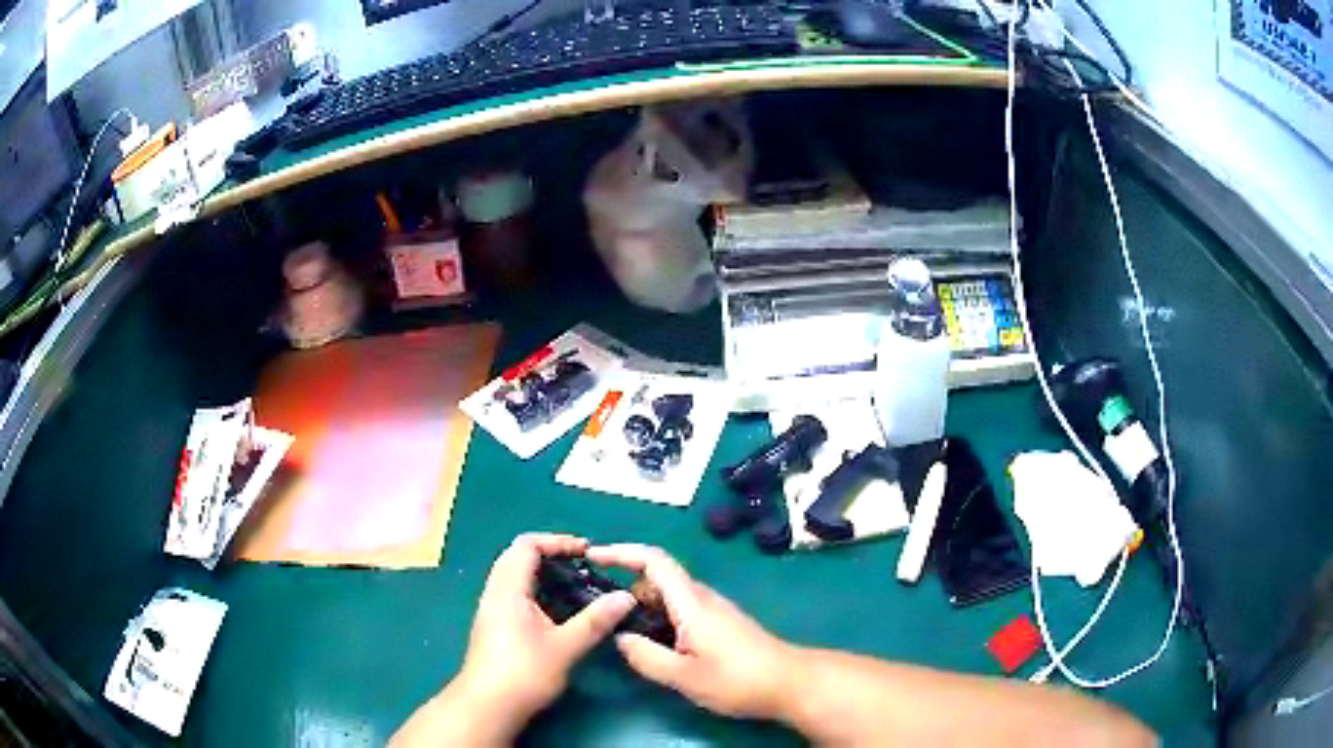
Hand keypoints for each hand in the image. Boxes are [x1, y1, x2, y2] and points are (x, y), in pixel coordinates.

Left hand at [453, 534, 635, 738]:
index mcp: (508, 590)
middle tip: (581, 564)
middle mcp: (495, 593)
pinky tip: (556, 612)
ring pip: (513, 575)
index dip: (557, 541)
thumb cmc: (523, 673)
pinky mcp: (493, 626)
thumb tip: (625, 598)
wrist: (487, 705)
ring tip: (573, 585)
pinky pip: (513, 592)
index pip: (527, 545)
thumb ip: (595, 621)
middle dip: (549, 553)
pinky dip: (535, 589)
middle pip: (516, 555)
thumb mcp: (565, 647)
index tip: (586, 551)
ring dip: (541, 572)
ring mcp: (491, 610)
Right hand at [588, 543, 799, 720]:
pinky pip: (680, 612)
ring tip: (626, 638)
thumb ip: (646, 657)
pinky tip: (656, 648)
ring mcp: (713, 610)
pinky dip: (659, 621)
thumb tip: (620, 638)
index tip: (591, 555)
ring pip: (668, 598)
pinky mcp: (719, 624)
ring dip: (643, 610)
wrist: (789, 683)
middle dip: (627, 591)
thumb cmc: (738, 679)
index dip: (621, 552)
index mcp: (691, 602)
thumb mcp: (684, 676)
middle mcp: (701, 598)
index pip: (654, 560)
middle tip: (604, 619)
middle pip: (657, 579)